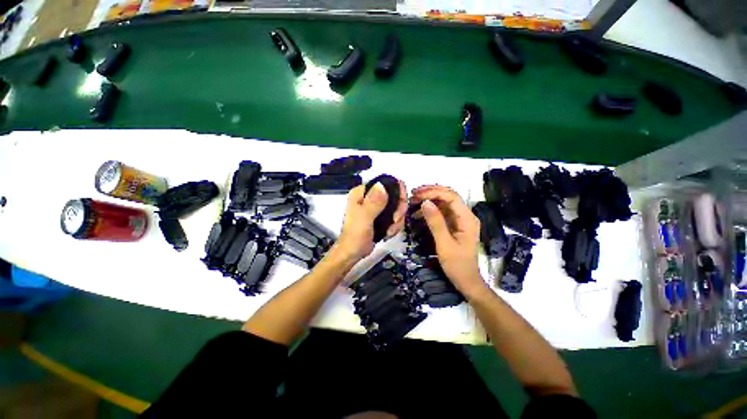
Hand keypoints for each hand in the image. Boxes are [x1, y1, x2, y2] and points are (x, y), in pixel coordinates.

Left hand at [330, 180, 407, 262]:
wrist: (353, 253)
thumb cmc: (355, 235)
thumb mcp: (364, 218)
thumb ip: (373, 202)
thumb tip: (382, 185)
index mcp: (362, 192)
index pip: (384, 182)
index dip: (397, 190)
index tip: (401, 204)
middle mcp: (370, 197)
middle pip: (395, 194)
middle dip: (399, 209)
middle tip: (395, 220)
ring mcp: (376, 207)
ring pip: (397, 206)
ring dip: (397, 220)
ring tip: (389, 231)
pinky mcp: (381, 217)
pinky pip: (395, 216)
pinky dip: (395, 225)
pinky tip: (389, 233)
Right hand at [411, 185, 485, 295]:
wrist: (466, 281)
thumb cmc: (457, 265)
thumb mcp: (444, 244)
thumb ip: (435, 222)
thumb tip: (425, 202)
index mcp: (467, 219)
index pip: (451, 197)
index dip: (434, 192)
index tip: (417, 195)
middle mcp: (465, 215)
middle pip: (448, 196)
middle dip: (431, 192)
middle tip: (413, 194)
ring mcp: (460, 220)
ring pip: (444, 203)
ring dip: (429, 200)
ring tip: (413, 201)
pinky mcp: (454, 224)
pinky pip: (442, 212)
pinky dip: (430, 210)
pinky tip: (418, 213)